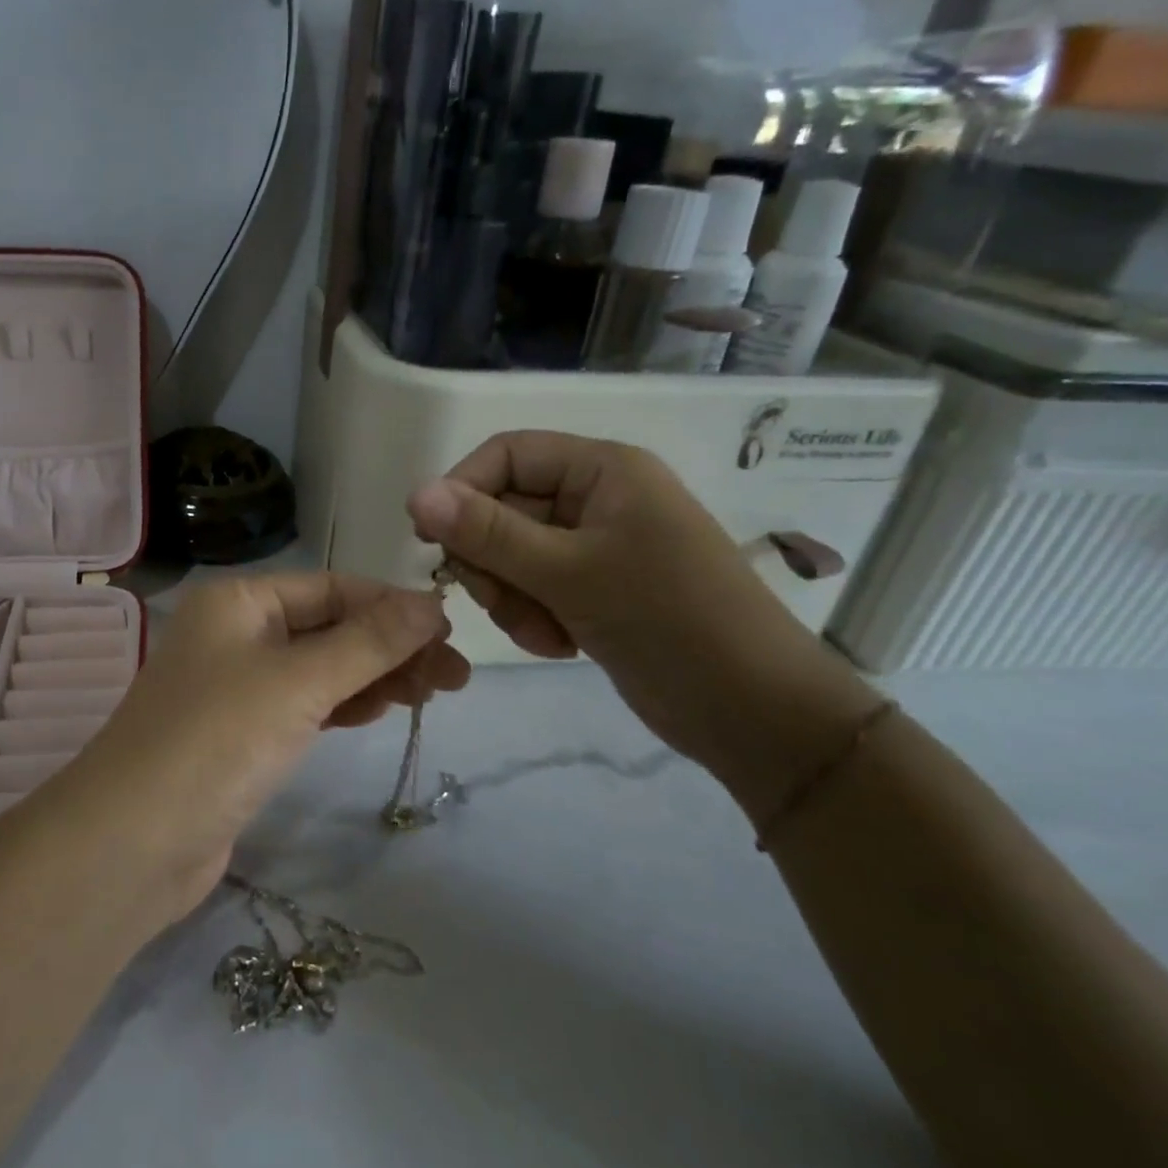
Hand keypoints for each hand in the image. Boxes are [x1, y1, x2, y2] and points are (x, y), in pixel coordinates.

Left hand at [62, 573, 468, 922]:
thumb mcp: (300, 681)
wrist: (133, 844)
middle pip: (329, 627)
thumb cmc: (217, 739)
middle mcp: (236, 633)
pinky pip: (306, 705)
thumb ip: (370, 642)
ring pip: (322, 668)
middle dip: (392, 646)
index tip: (452, 631)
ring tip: (436, 693)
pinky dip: (345, 704)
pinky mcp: (243, 734)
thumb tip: (432, 604)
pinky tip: (384, 708)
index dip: (393, 606)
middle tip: (456, 677)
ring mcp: (237, 685)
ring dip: (375, 676)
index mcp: (240, 601)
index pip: (332, 588)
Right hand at [406, 432, 876, 815]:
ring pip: (511, 555)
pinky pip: (532, 588)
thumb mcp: (568, 571)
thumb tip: (416, 492)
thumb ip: (487, 532)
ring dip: (511, 597)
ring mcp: (594, 547)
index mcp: (602, 469)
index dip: (462, 489)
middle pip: (503, 508)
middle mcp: (596, 499)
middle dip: (493, 561)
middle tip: (499, 600)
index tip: (429, 540)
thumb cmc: (667, 620)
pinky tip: (559, 644)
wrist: (752, 712)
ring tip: (543, 632)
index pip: (507, 455)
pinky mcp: (592, 589)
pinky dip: (532, 616)